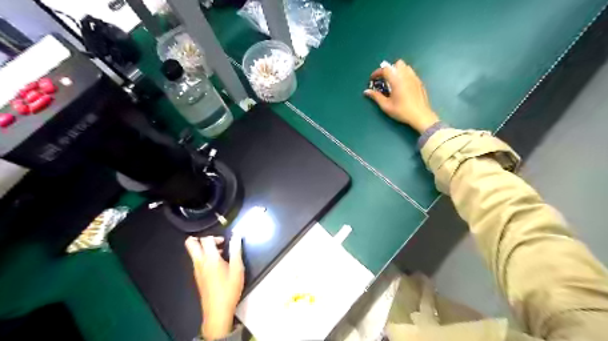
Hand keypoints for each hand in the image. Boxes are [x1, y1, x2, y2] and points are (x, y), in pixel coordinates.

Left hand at [185, 236, 243, 339]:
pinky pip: (197, 261)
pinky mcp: (197, 277)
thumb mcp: (237, 268)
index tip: (225, 242)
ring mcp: (196, 270)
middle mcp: (199, 262)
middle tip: (215, 242)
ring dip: (204, 248)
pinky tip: (218, 265)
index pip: (205, 239)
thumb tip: (236, 235)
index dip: (215, 236)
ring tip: (221, 254)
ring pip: (193, 253)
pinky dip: (205, 257)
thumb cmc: (229, 288)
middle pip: (190, 244)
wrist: (217, 311)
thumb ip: (236, 250)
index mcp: (209, 258)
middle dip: (200, 238)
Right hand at [363, 58, 439, 133]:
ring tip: (394, 82)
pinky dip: (405, 75)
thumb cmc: (402, 111)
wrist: (420, 116)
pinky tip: (403, 86)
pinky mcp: (419, 82)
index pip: (385, 69)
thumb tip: (366, 91)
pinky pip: (411, 73)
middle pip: (397, 64)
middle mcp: (406, 76)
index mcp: (397, 80)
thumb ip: (376, 96)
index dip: (377, 72)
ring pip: (405, 67)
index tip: (372, 79)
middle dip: (389, 69)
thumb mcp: (386, 106)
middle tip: (385, 80)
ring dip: (398, 71)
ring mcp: (414, 78)